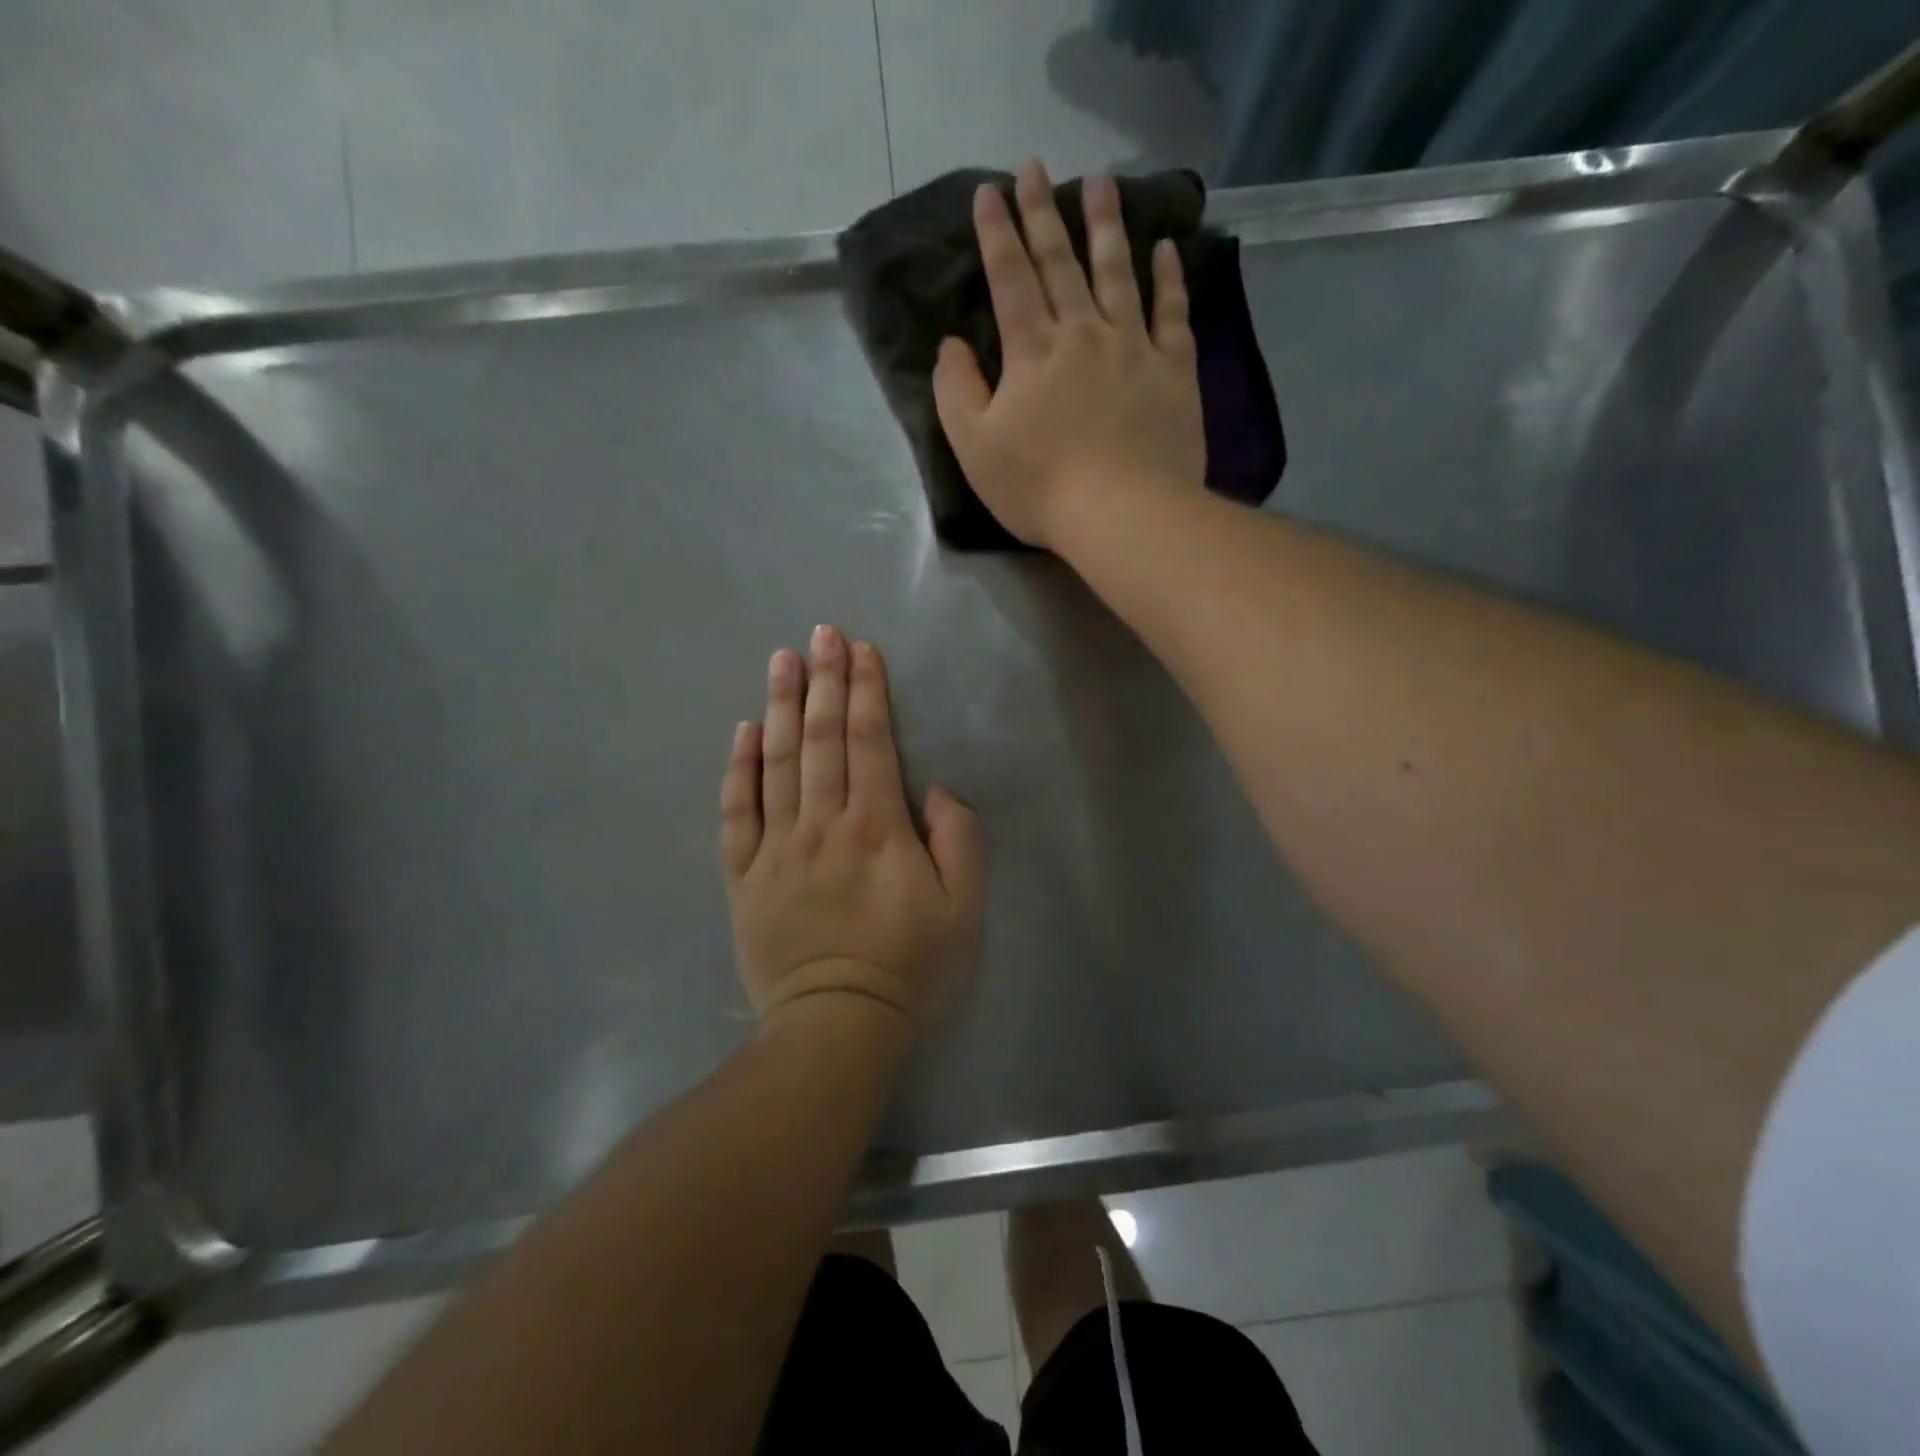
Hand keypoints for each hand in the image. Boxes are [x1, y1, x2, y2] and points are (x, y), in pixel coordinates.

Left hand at [720, 626, 985, 1031]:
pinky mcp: (744, 877)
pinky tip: (743, 731)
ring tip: (780, 661)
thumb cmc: (908, 967)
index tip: (861, 650)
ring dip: (781, 707)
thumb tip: (934, 791)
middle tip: (820, 634)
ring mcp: (776, 849)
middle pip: (821, 740)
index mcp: (875, 828)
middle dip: (823, 681)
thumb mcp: (962, 909)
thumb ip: (958, 841)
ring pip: (777, 763)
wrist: (836, 1027)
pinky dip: (739, 770)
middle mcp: (821, 825)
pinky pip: (736, 814)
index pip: (869, 743)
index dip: (866, 691)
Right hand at [932, 159, 1205, 551]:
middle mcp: (1083, 333)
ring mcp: (1133, 348)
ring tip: (1099, 182)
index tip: (989, 192)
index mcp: (1032, 351)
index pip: (1009, 277)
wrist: (1121, 514)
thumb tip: (950, 345)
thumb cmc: (1040, 488)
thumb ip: (956, 391)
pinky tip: (1164, 247)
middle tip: (1033, 166)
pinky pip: (1172, 313)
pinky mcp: (1173, 371)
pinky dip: (1168, 278)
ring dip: (1105, 225)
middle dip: (1042, 213)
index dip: (996, 233)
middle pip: (1060, 262)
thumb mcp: (975, 448)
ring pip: (1117, 273)